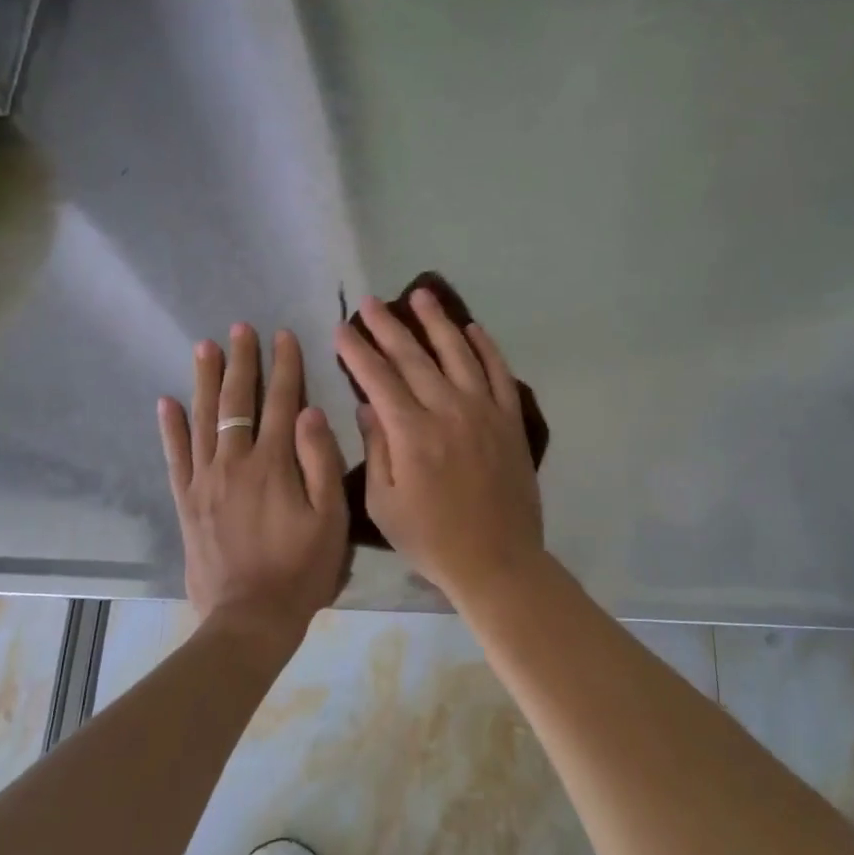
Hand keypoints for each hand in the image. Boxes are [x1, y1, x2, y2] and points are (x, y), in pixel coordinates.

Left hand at [159, 324, 349, 646]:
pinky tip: (167, 402)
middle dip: (241, 362)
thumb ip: (321, 462)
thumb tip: (310, 411)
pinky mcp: (187, 503)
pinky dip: (171, 428)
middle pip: (237, 402)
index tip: (283, 335)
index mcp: (274, 465)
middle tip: (239, 328)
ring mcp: (205, 482)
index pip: (281, 402)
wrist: (249, 619)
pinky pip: (176, 457)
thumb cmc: (301, 570)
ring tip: (204, 348)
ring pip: (202, 420)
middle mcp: (235, 463)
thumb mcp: (331, 519)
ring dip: (205, 381)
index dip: (284, 366)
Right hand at [333, 290, 543, 597]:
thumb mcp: (384, 504)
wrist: (496, 560)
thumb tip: (368, 405)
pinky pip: (498, 373)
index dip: (358, 351)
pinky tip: (472, 328)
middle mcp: (449, 410)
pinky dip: (485, 347)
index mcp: (412, 433)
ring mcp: (485, 411)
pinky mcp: (510, 420)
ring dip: (437, 322)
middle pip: (414, 357)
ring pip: (458, 353)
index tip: (342, 328)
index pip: (379, 378)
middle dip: (388, 326)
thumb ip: (376, 448)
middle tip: (370, 302)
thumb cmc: (431, 539)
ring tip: (421, 294)